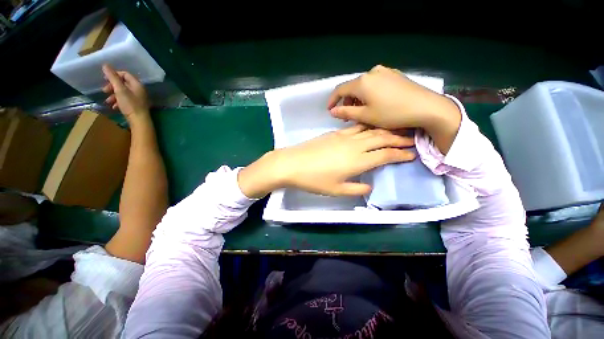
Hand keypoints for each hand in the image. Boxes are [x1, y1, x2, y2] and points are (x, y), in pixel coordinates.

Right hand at [102, 64, 149, 120]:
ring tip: (108, 101)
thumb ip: (112, 77)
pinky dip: (118, 101)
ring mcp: (138, 98)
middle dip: (112, 86)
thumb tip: (105, 65)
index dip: (114, 75)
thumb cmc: (130, 104)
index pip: (125, 74)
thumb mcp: (119, 89)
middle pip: (123, 83)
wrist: (139, 120)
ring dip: (113, 95)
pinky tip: (114, 106)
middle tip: (104, 90)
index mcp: (137, 84)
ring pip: (123, 92)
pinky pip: (125, 100)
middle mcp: (139, 90)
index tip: (105, 79)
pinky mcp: (136, 105)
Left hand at [238, 125, 414, 198]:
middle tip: (411, 139)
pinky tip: (371, 127)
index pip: (385, 154)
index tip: (411, 154)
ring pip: (371, 130)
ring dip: (385, 130)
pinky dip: (368, 126)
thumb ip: (356, 188)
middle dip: (399, 138)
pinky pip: (356, 127)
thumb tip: (369, 185)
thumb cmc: (314, 180)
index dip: (400, 154)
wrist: (293, 163)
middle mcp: (355, 145)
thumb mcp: (337, 190)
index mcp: (358, 161)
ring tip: (396, 130)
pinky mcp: (335, 133)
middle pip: (382, 138)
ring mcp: (344, 136)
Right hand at [327, 65, 460, 153]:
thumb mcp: (365, 116)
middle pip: (352, 87)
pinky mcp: (394, 74)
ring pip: (364, 86)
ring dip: (358, 98)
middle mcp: (372, 72)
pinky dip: (369, 94)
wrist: (426, 107)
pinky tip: (374, 103)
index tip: (329, 110)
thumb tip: (332, 111)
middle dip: (347, 101)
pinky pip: (375, 83)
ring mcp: (385, 71)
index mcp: (362, 82)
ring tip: (361, 112)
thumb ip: (346, 113)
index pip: (340, 89)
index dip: (332, 100)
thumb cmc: (392, 114)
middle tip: (347, 116)